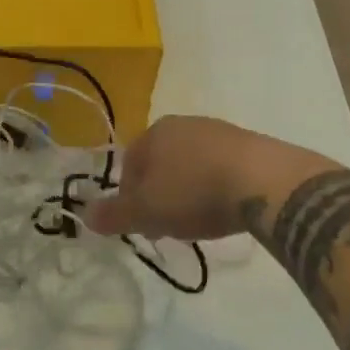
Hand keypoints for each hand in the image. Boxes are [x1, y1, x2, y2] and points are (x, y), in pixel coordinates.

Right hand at [86, 116, 328, 240]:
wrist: (264, 181)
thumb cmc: (195, 193)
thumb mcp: (148, 211)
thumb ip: (115, 214)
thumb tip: (85, 215)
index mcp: (154, 133)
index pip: (130, 164)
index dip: (130, 196)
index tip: (142, 225)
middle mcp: (183, 124)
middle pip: (161, 162)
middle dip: (160, 193)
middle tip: (169, 225)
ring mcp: (218, 131)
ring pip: (191, 163)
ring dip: (189, 189)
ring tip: (200, 220)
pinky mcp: (249, 144)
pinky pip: (221, 167)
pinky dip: (217, 186)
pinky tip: (226, 207)